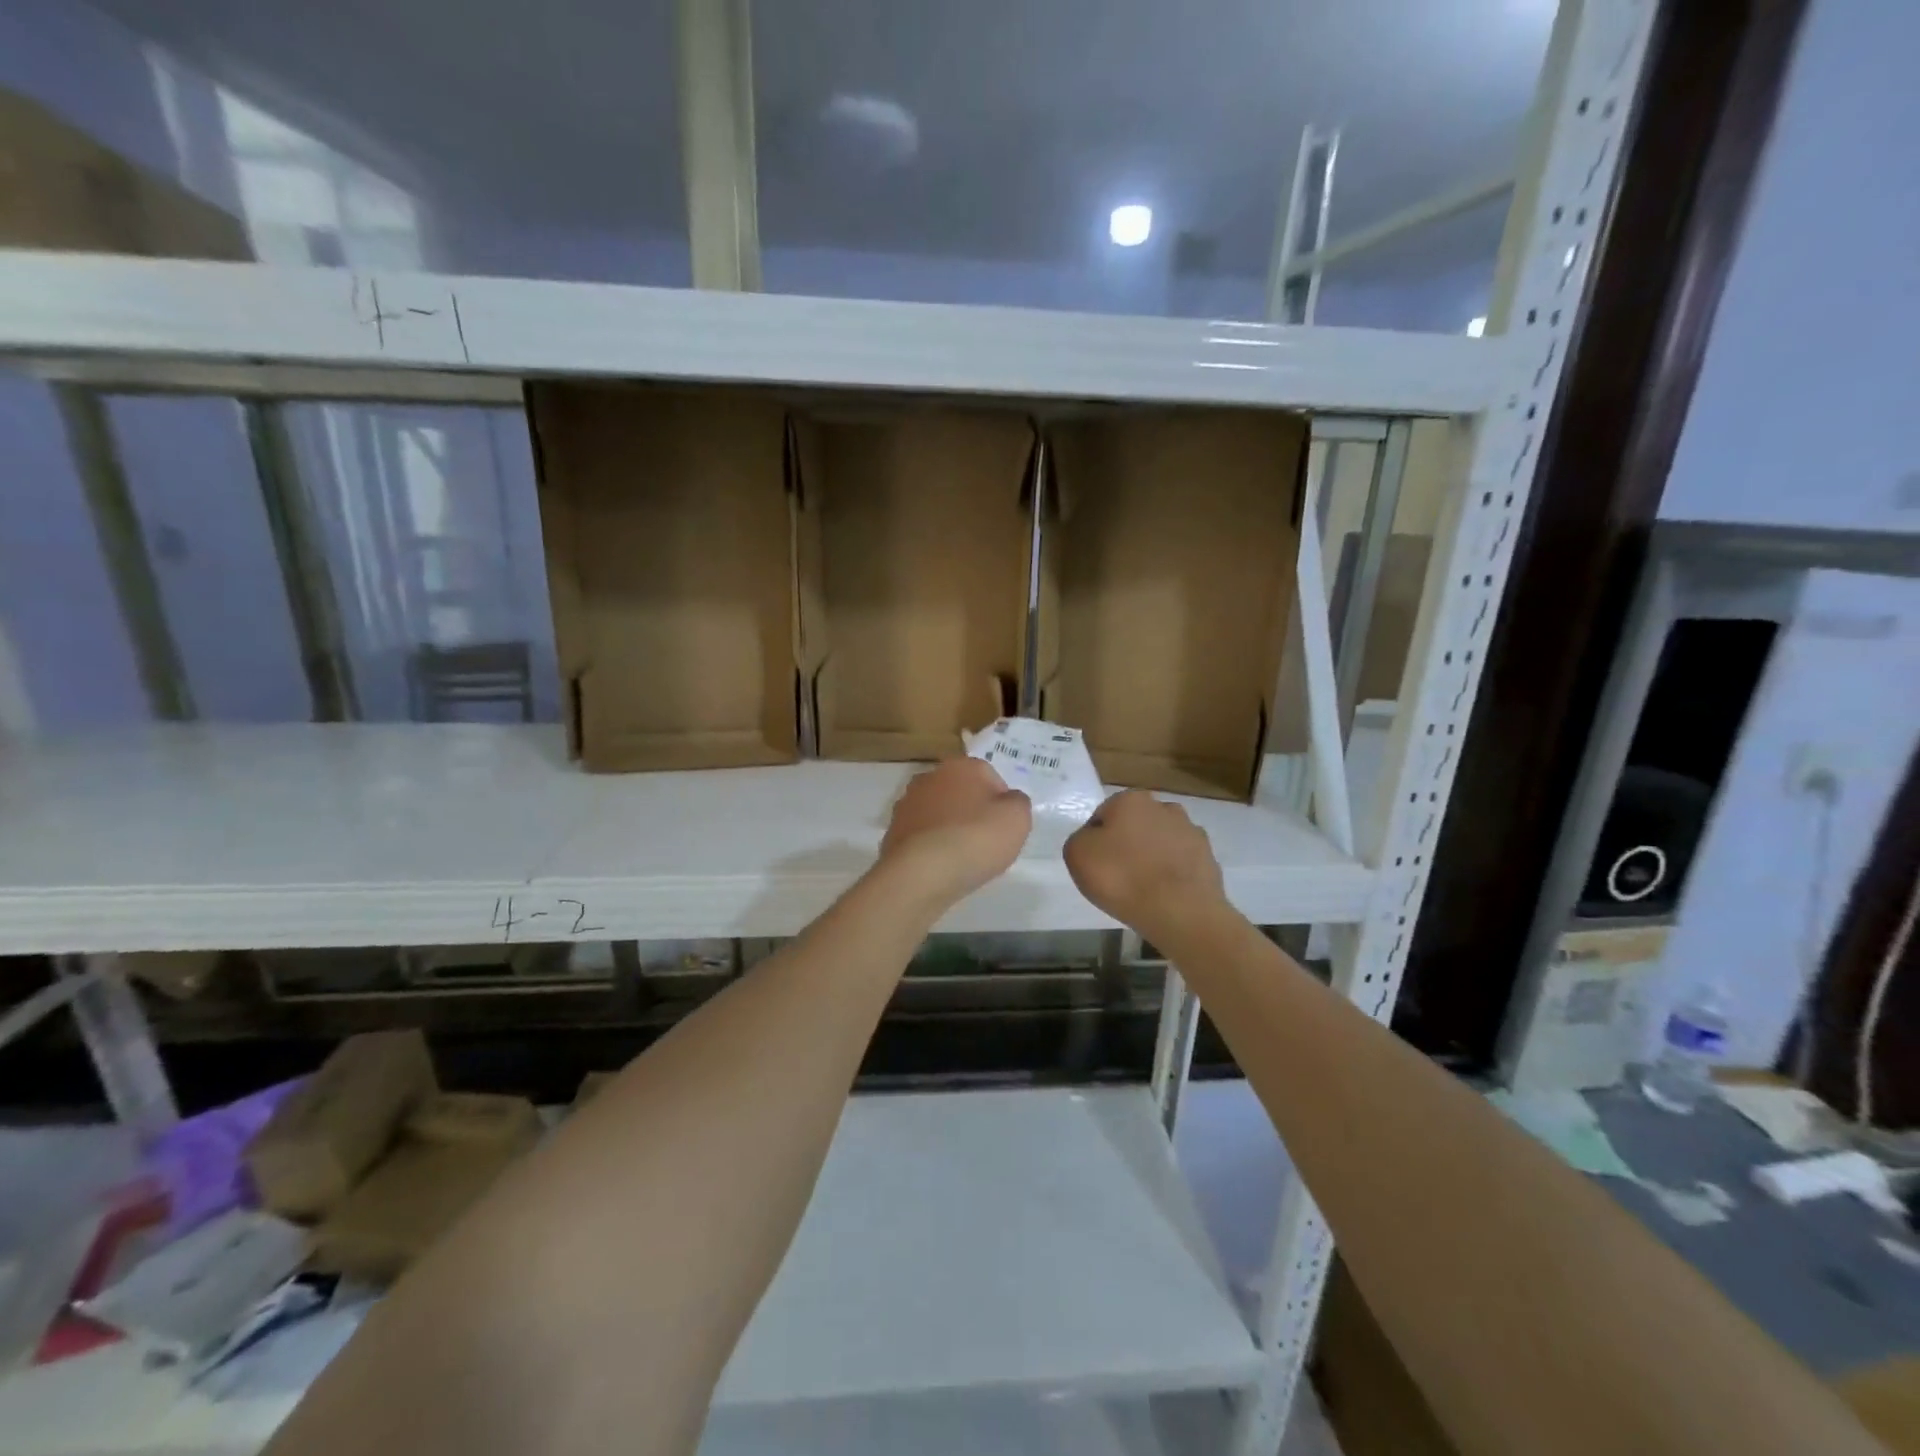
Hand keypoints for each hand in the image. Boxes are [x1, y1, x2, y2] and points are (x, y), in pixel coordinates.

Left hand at [879, 757, 1032, 906]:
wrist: (923, 873)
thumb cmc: (976, 838)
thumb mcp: (1018, 818)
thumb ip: (1017, 802)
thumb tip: (1008, 800)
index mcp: (962, 765)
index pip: (990, 776)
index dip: (1001, 802)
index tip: (1004, 826)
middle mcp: (930, 777)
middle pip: (961, 792)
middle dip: (972, 811)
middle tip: (985, 841)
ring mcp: (907, 803)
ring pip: (939, 812)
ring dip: (949, 827)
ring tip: (962, 857)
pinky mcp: (893, 830)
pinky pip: (922, 835)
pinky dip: (931, 846)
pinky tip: (941, 866)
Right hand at [1064, 790, 1229, 945]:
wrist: (1180, 913)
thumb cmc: (1122, 877)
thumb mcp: (1077, 854)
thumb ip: (1081, 839)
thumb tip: (1095, 840)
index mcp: (1131, 800)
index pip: (1103, 816)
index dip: (1095, 840)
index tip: (1095, 864)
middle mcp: (1164, 807)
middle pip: (1135, 826)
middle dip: (1127, 844)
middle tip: (1118, 875)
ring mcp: (1191, 832)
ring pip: (1161, 842)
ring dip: (1152, 857)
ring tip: (1143, 889)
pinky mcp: (1209, 859)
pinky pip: (1181, 863)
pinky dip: (1173, 874)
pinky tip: (1165, 895)